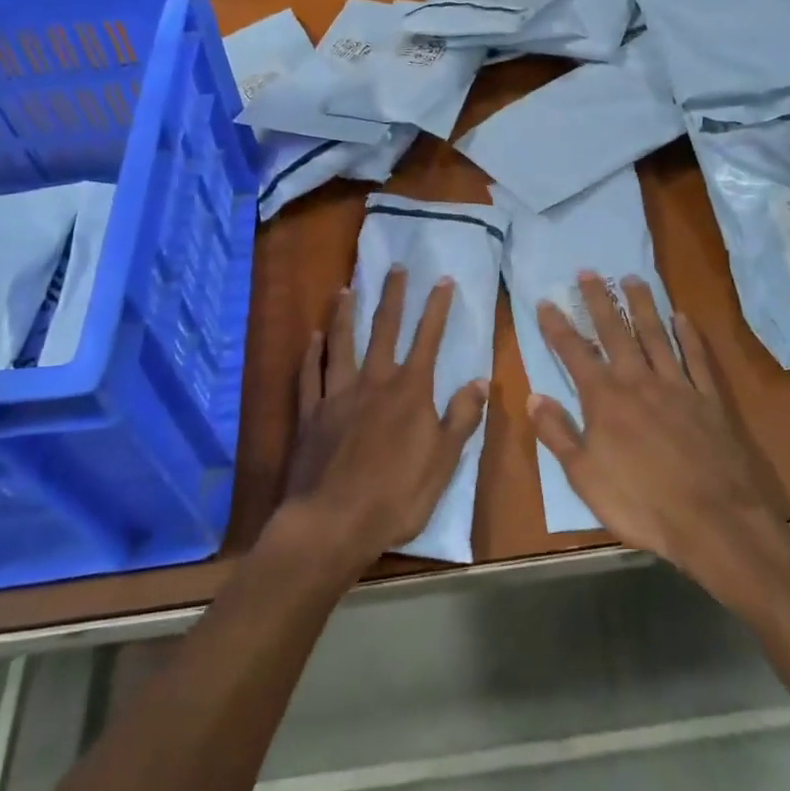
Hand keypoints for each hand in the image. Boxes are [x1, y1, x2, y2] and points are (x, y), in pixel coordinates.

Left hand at [280, 268, 487, 572]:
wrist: (333, 523)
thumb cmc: (396, 497)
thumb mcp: (443, 463)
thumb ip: (461, 418)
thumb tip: (480, 380)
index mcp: (409, 392)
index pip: (427, 339)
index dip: (436, 308)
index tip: (442, 279)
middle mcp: (373, 382)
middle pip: (383, 329)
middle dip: (392, 296)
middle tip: (395, 267)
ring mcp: (337, 394)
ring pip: (340, 343)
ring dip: (344, 314)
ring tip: (345, 290)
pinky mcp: (311, 413)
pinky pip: (310, 374)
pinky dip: (311, 353)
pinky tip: (312, 337)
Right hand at [530, 273, 789, 583]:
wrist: (713, 521)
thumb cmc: (640, 503)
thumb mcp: (584, 476)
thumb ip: (557, 433)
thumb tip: (533, 396)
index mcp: (604, 399)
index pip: (574, 353)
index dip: (557, 326)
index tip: (546, 301)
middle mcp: (638, 381)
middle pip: (615, 332)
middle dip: (599, 300)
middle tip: (590, 271)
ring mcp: (677, 386)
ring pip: (656, 335)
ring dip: (642, 305)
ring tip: (632, 278)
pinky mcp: (708, 400)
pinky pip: (696, 358)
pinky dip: (689, 336)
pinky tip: (682, 317)